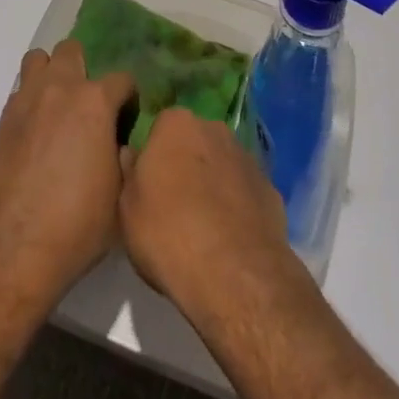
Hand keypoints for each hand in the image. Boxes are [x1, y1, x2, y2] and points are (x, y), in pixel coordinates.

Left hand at [0, 40, 135, 303]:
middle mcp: (60, 88)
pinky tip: (36, 132)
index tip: (127, 119)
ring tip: (57, 107)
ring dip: (51, 74)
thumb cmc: (77, 224)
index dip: (128, 98)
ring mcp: (27, 99)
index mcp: (95, 102)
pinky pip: (20, 91)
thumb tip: (119, 145)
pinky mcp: (3, 118)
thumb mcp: (120, 194)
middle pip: (72, 50)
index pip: (122, 79)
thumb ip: (123, 156)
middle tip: (88, 105)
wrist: (14, 246)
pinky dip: (31, 101)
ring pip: (39, 60)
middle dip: (84, 69)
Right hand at [119, 105, 298, 325]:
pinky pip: (245, 192)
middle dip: (186, 164)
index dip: (154, 155)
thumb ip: (130, 172)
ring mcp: (247, 158)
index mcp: (177, 124)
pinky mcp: (271, 190)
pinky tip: (229, 239)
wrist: (234, 274)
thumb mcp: (127, 208)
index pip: (160, 127)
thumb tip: (133, 154)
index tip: (149, 183)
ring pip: (222, 165)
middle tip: (174, 203)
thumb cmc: (168, 233)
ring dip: (213, 184)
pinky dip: (237, 207)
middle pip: (194, 142)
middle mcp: (214, 129)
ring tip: (203, 226)